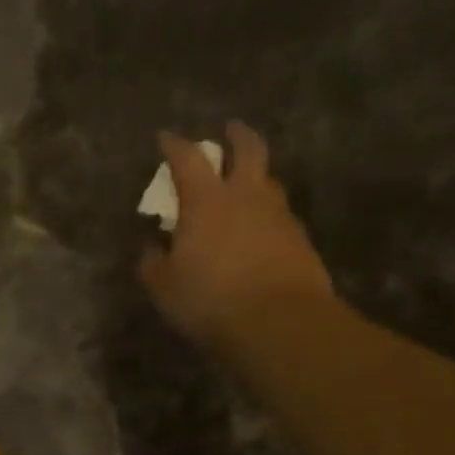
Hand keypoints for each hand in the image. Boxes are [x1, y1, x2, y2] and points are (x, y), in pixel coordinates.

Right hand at [139, 122, 336, 356]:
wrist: (280, 324)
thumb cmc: (210, 300)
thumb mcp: (164, 287)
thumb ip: (153, 262)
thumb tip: (152, 248)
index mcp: (207, 201)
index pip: (188, 159)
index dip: (174, 145)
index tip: (165, 138)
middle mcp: (247, 197)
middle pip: (249, 150)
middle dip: (238, 136)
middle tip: (230, 130)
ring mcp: (280, 217)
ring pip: (269, 183)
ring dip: (256, 177)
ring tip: (244, 187)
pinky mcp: (301, 241)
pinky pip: (280, 217)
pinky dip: (267, 215)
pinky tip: (259, 232)